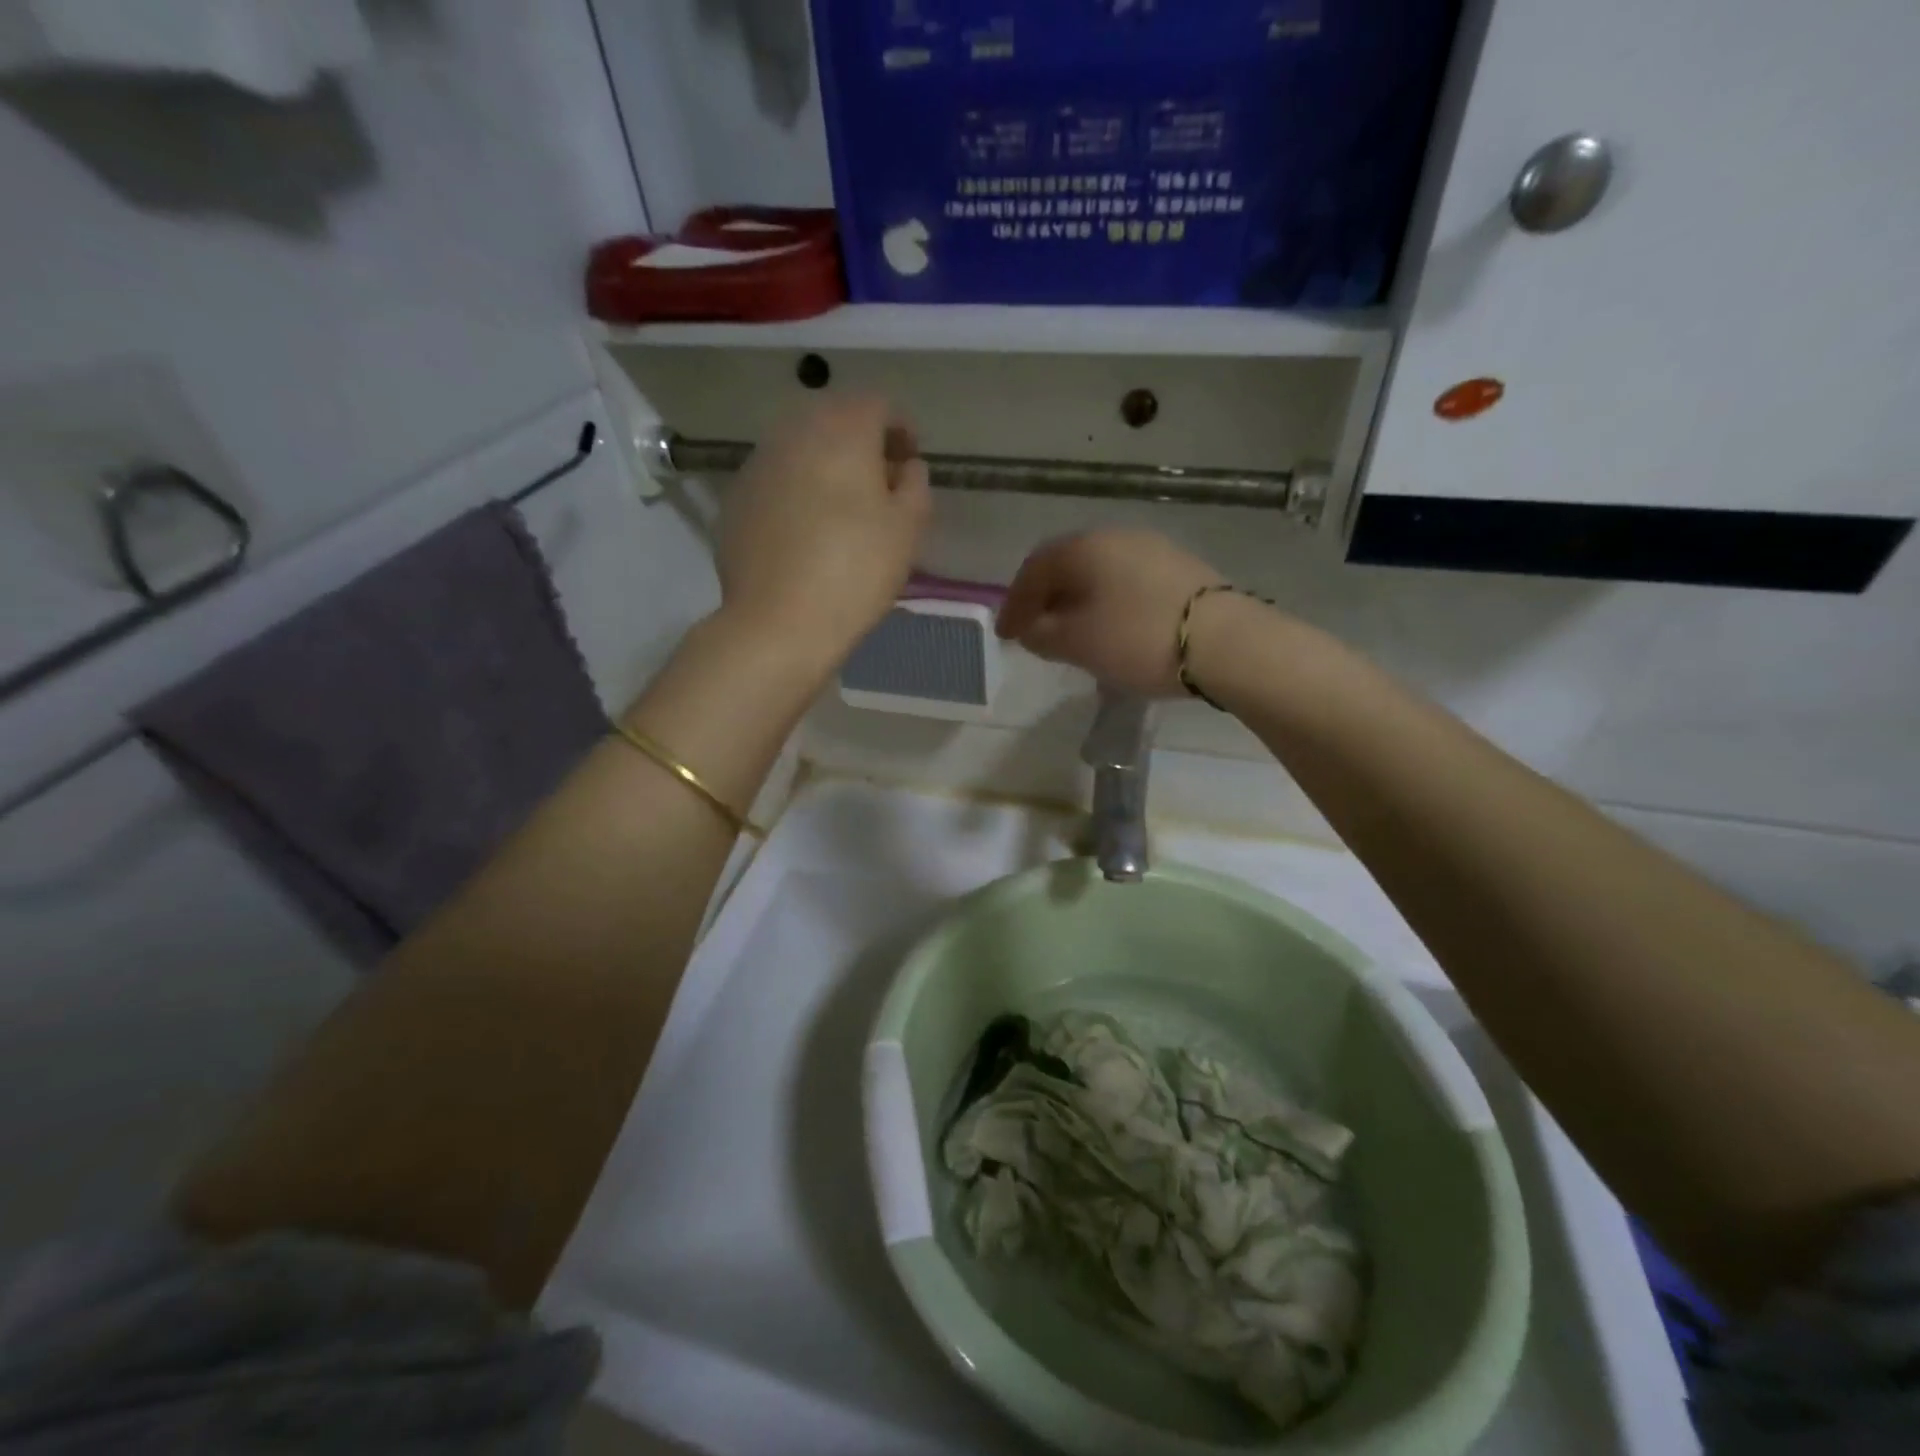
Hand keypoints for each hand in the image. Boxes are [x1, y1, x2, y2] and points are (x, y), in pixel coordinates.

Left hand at [716, 394, 931, 666]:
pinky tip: (805, 532)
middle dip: (860, 443)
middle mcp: (793, 433)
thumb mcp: (907, 530)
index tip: (910, 463)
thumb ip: (915, 485)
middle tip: (879, 485)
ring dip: (825, 465)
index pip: (878, 405)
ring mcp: (757, 464)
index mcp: (842, 431)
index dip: (901, 429)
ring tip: (841, 509)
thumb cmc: (855, 572)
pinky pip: (775, 480)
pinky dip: (796, 491)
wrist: (778, 623)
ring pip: (800, 448)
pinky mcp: (735, 499)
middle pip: (834, 419)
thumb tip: (906, 467)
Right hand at [996, 530, 1225, 696]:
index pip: (1035, 569)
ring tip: (1073, 636)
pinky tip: (1112, 632)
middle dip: (1047, 600)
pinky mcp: (1181, 570)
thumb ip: (1042, 634)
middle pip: (1069, 567)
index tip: (1007, 635)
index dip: (1015, 603)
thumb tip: (1032, 629)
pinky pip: (1128, 585)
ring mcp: (1154, 550)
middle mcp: (1117, 537)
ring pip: (1100, 576)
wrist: (1224, 643)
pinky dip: (1109, 606)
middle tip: (1035, 631)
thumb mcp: (1076, 643)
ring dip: (1079, 604)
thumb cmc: (1137, 638)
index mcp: (1085, 547)